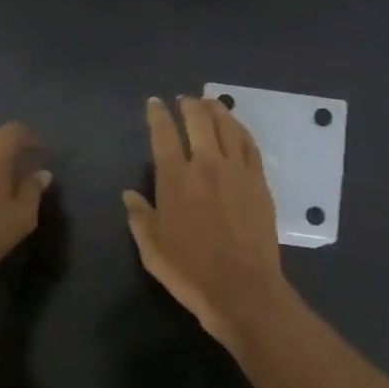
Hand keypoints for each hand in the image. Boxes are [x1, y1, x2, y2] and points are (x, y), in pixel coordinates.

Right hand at [123, 96, 291, 351]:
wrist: (241, 288)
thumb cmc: (189, 271)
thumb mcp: (151, 248)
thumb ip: (139, 216)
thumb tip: (129, 194)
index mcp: (175, 179)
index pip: (164, 134)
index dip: (158, 115)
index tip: (155, 103)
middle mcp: (207, 165)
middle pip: (199, 121)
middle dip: (189, 105)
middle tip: (184, 99)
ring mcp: (237, 171)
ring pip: (228, 127)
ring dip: (217, 110)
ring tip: (210, 103)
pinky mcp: (259, 183)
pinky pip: (250, 146)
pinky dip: (241, 130)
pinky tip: (237, 128)